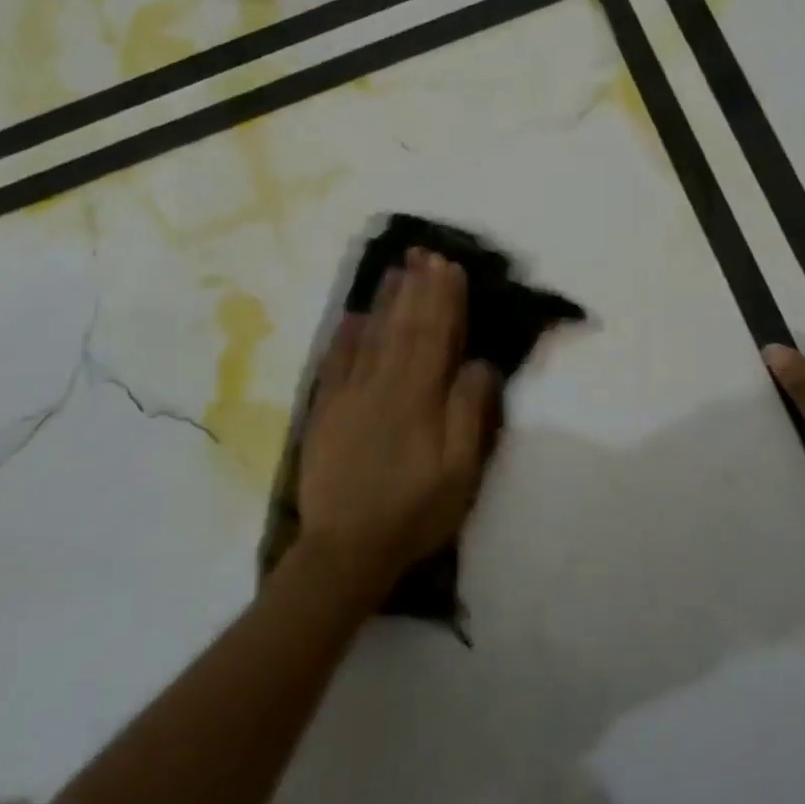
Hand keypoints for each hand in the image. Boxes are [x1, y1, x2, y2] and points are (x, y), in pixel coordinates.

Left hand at [295, 249, 501, 595]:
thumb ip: (469, 412)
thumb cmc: (413, 512)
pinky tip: (354, 316)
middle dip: (417, 289)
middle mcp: (382, 385)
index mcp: (418, 397)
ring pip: (371, 337)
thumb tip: (478, 362)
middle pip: (403, 327)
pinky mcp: (326, 412)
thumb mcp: (459, 472)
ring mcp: (349, 396)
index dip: (443, 299)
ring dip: (386, 301)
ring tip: (396, 270)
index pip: (434, 336)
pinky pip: (336, 363)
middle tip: (425, 254)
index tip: (449, 267)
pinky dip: (346, 336)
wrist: (345, 549)